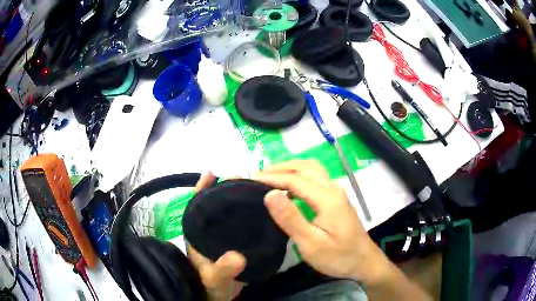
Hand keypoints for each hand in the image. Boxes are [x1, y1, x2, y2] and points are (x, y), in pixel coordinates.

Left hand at [188, 172, 246, 300]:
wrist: (220, 297)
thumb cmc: (211, 287)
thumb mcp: (215, 279)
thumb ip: (222, 269)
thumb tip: (238, 257)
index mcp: (198, 233)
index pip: (197, 205)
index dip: (202, 188)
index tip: (212, 172)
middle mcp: (209, 231)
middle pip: (215, 204)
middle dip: (226, 189)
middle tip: (245, 178)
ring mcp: (222, 237)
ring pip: (229, 213)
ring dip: (239, 200)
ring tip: (256, 189)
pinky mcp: (235, 243)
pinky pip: (241, 224)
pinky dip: (249, 215)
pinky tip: (263, 211)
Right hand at [254, 160, 389, 284]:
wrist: (365, 262)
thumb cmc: (339, 257)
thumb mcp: (312, 244)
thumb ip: (291, 219)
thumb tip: (270, 194)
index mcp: (327, 198)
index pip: (295, 180)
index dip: (272, 178)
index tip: (251, 180)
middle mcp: (333, 189)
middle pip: (305, 167)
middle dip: (280, 168)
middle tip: (258, 175)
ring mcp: (337, 193)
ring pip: (312, 169)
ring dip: (291, 169)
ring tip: (271, 178)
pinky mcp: (337, 199)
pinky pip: (316, 178)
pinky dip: (300, 176)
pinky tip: (290, 190)